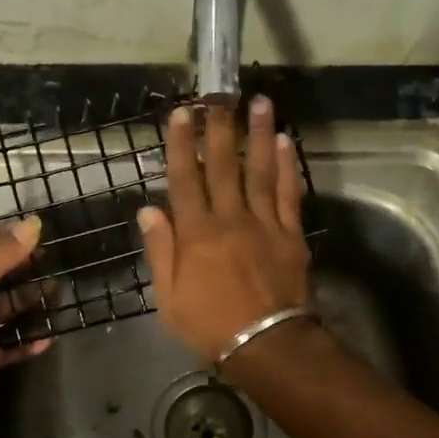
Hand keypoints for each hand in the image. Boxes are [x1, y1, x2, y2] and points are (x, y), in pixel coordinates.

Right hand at [137, 96, 310, 361]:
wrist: (266, 344)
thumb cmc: (210, 325)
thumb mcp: (169, 297)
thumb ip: (161, 250)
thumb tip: (148, 209)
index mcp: (196, 233)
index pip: (186, 179)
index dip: (182, 144)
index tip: (182, 113)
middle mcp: (230, 218)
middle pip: (224, 165)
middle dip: (220, 127)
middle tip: (220, 93)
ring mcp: (263, 223)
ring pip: (259, 170)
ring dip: (259, 134)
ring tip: (260, 102)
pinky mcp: (290, 233)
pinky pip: (287, 193)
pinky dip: (286, 167)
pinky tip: (285, 142)